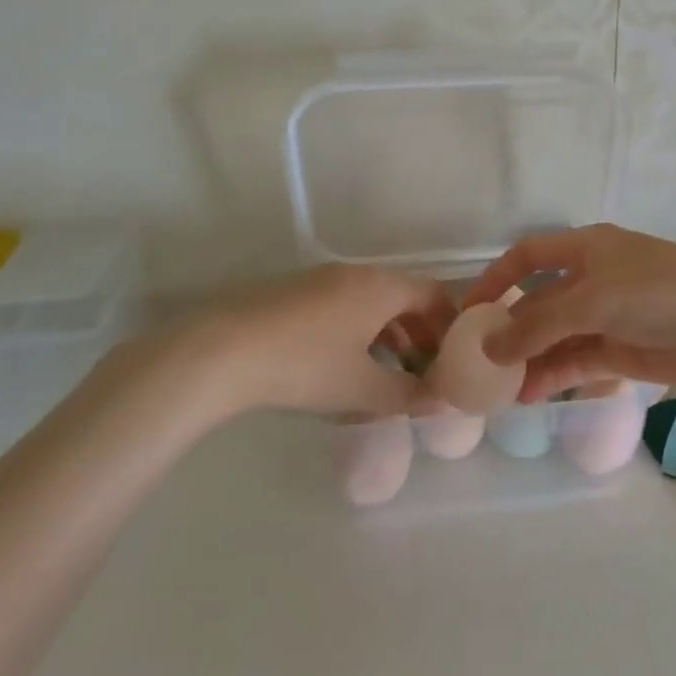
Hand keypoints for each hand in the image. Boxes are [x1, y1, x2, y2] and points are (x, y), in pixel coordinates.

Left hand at [105, 264, 456, 423]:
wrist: (222, 351)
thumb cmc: (306, 366)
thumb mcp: (363, 389)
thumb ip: (409, 395)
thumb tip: (443, 401)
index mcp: (381, 288)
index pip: (433, 294)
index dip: (449, 325)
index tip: (453, 358)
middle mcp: (356, 274)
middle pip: (402, 295)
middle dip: (419, 332)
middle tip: (423, 369)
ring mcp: (321, 279)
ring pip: (370, 301)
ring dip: (387, 332)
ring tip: (386, 370)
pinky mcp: (293, 292)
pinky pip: (342, 304)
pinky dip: (357, 329)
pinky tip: (343, 363)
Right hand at [463, 224, 675, 401]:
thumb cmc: (661, 292)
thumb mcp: (593, 300)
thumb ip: (539, 326)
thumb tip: (489, 349)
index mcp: (586, 250)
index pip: (528, 256)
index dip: (496, 279)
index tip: (469, 312)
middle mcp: (594, 279)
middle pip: (540, 302)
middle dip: (511, 330)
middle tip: (480, 364)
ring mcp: (611, 317)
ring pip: (558, 338)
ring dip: (530, 360)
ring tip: (501, 391)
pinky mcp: (628, 351)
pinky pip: (581, 362)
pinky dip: (557, 376)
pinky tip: (534, 396)